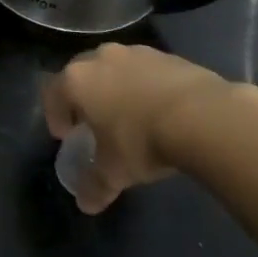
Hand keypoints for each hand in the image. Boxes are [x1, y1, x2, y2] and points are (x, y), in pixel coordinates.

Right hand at [43, 43, 242, 214]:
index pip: (52, 93)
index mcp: (77, 80)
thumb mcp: (115, 172)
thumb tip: (86, 204)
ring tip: (131, 115)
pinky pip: (146, 70)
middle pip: (81, 74)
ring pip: (115, 68)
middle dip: (83, 97)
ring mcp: (136, 52)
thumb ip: (95, 186)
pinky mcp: (169, 55)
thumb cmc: (142, 141)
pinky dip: (146, 86)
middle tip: (94, 122)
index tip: (67, 135)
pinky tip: (161, 110)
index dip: (55, 116)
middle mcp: (101, 58)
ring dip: (116, 88)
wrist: (205, 117)